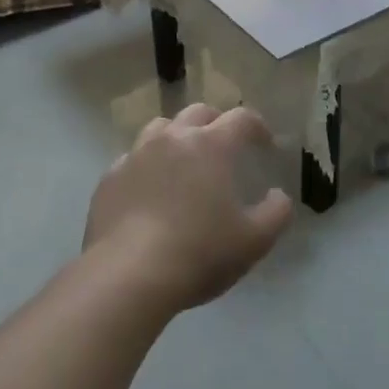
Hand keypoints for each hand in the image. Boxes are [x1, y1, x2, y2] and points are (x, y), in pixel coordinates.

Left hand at [85, 103, 292, 311]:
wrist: (127, 275)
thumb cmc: (199, 253)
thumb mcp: (254, 241)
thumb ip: (276, 213)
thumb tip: (279, 195)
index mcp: (212, 145)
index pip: (242, 118)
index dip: (257, 126)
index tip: (265, 143)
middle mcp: (173, 138)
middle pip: (198, 112)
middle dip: (216, 123)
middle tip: (224, 146)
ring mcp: (136, 155)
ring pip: (160, 128)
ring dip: (177, 136)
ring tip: (183, 161)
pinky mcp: (109, 178)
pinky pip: (132, 159)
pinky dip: (146, 166)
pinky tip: (149, 190)